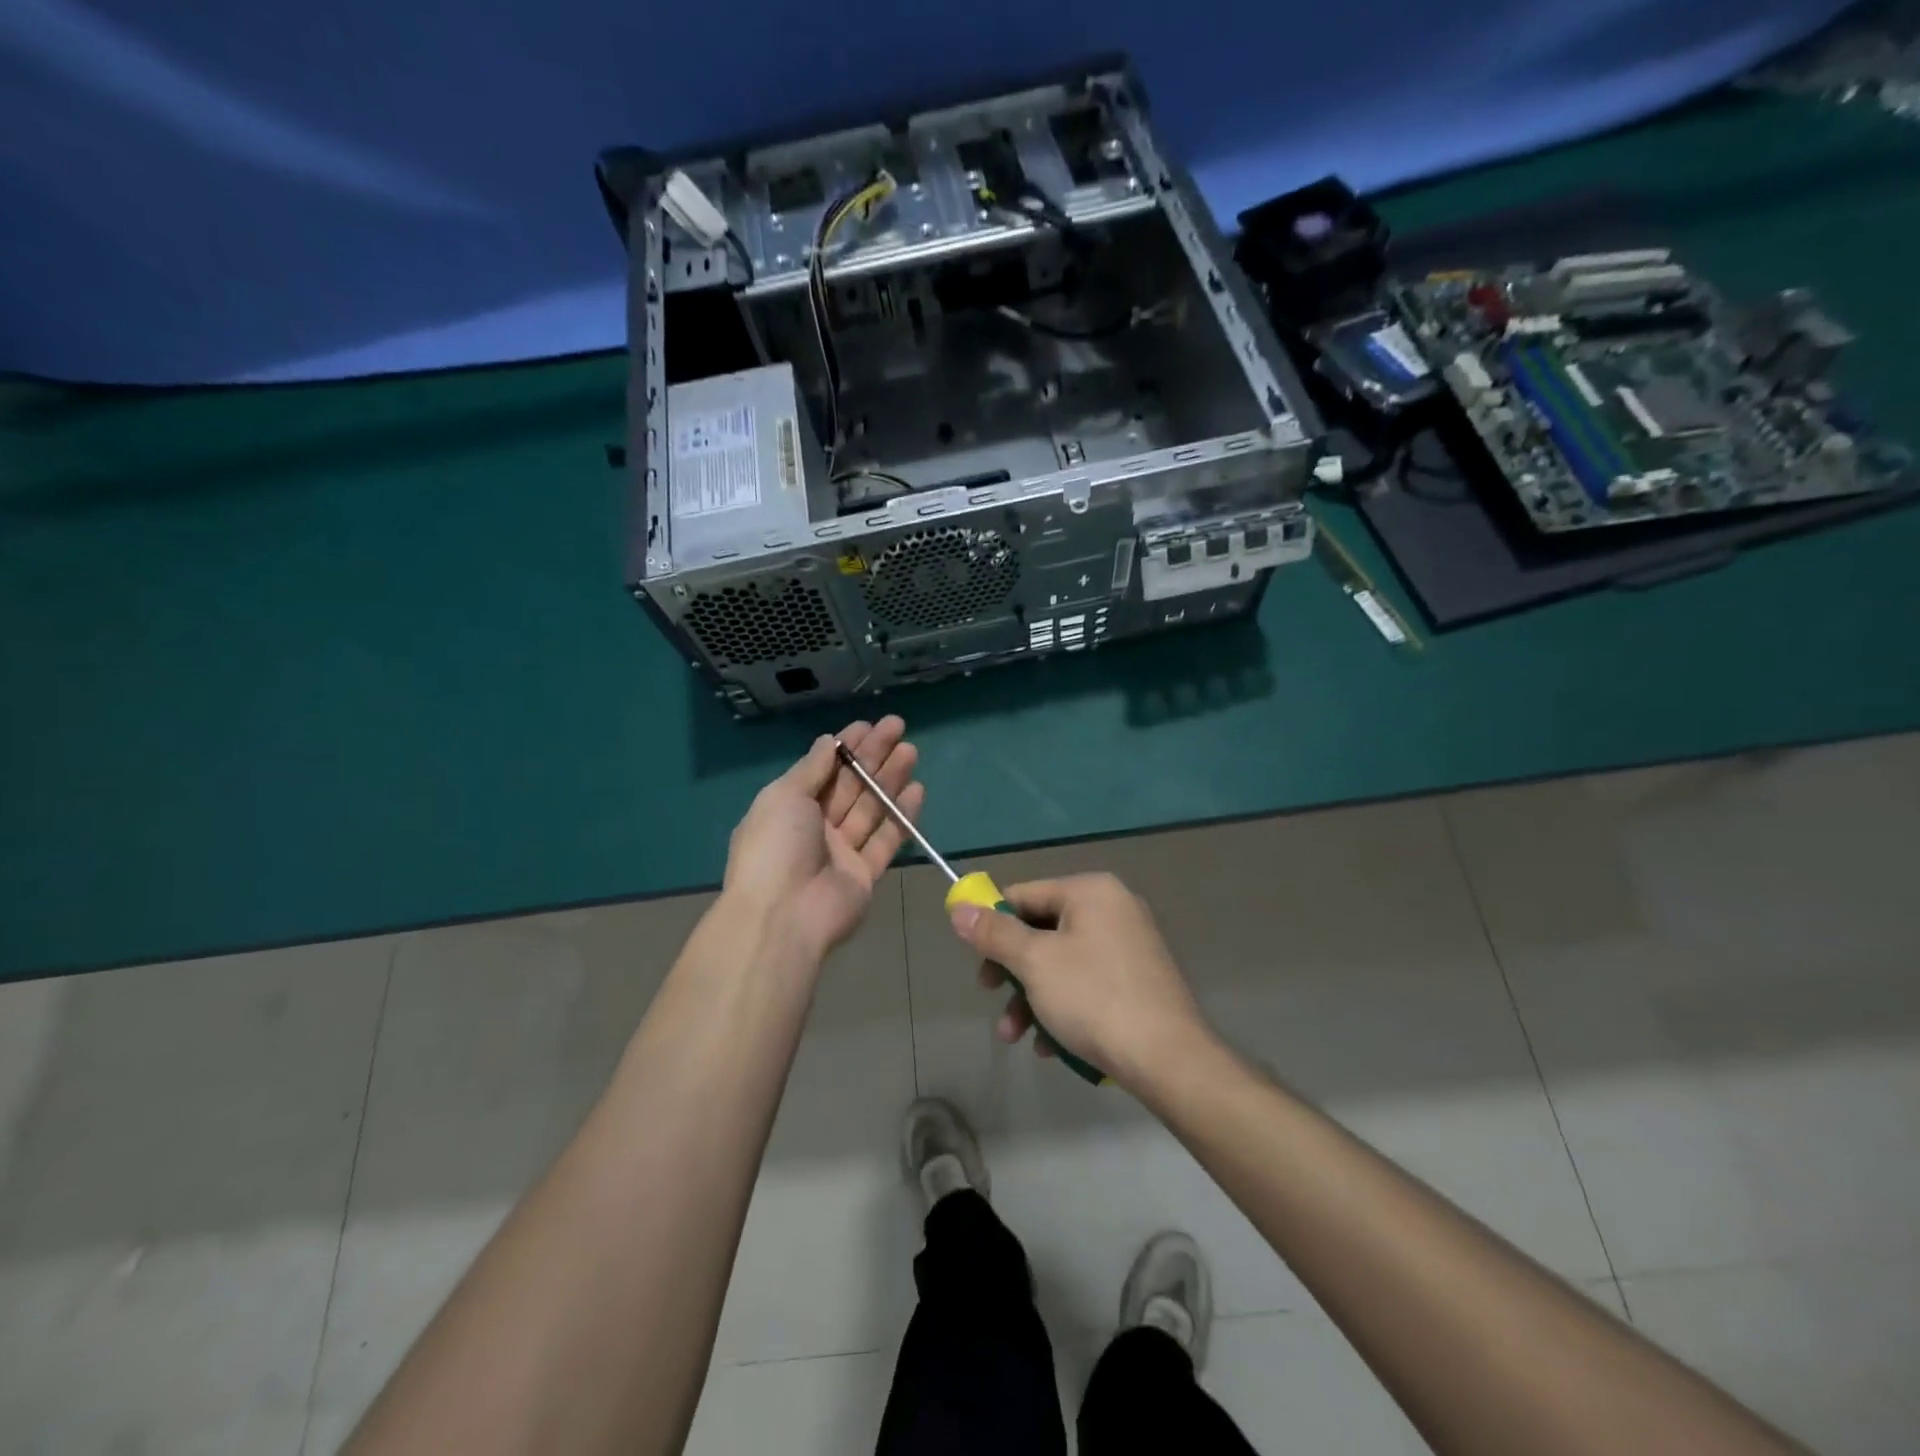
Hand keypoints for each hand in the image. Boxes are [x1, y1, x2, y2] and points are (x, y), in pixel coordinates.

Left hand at [723, 717, 922, 963]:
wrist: (783, 917)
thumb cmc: (775, 847)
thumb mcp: (784, 796)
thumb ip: (812, 768)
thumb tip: (828, 741)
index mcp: (788, 808)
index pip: (823, 769)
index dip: (845, 746)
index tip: (868, 725)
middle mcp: (814, 827)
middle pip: (850, 785)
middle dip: (873, 756)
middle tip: (898, 728)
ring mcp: (840, 852)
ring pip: (870, 808)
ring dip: (889, 779)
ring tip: (911, 751)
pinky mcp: (864, 874)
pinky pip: (885, 840)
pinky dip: (901, 815)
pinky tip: (916, 790)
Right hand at [949, 872, 1210, 1089]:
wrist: (1168, 1059)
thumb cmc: (1094, 999)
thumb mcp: (1034, 962)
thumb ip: (995, 933)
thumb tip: (960, 908)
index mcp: (1090, 892)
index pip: (1024, 894)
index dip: (992, 924)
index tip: (974, 959)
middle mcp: (1113, 908)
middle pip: (1041, 930)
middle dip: (1012, 971)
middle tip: (990, 997)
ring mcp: (1130, 945)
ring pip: (1062, 963)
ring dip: (1032, 998)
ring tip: (1015, 1036)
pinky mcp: (1139, 980)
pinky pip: (1087, 983)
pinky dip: (1063, 1008)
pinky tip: (1050, 1046)